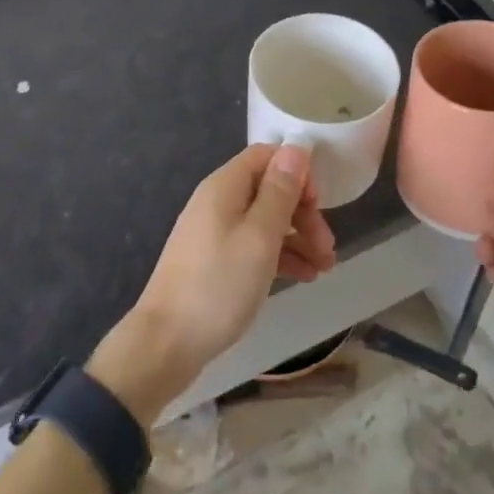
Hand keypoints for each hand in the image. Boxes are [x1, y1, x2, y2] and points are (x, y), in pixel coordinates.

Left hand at [90, 144, 334, 424]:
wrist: (165, 344)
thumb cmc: (218, 285)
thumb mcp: (259, 237)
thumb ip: (280, 191)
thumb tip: (296, 148)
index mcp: (225, 186)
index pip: (267, 156)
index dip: (297, 173)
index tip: (319, 205)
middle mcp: (218, 202)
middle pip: (269, 189)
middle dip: (303, 213)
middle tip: (328, 246)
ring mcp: (214, 233)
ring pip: (265, 221)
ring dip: (298, 238)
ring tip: (325, 268)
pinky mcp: (215, 261)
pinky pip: (254, 245)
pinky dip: (280, 256)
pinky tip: (304, 277)